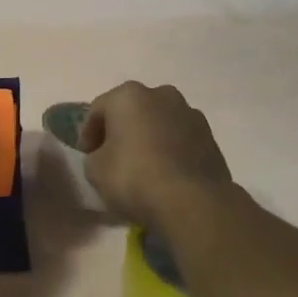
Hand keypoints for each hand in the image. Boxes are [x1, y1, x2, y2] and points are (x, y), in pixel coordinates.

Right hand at [80, 81, 232, 237]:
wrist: (193, 202)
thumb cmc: (135, 177)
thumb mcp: (95, 171)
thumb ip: (94, 156)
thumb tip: (105, 156)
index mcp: (128, 95)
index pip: (98, 109)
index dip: (88, 133)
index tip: (87, 156)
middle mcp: (160, 94)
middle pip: (132, 110)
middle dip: (121, 130)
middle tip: (113, 157)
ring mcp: (189, 113)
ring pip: (159, 122)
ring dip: (149, 138)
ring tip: (144, 167)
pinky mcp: (210, 137)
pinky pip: (180, 139)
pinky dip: (170, 150)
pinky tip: (166, 174)